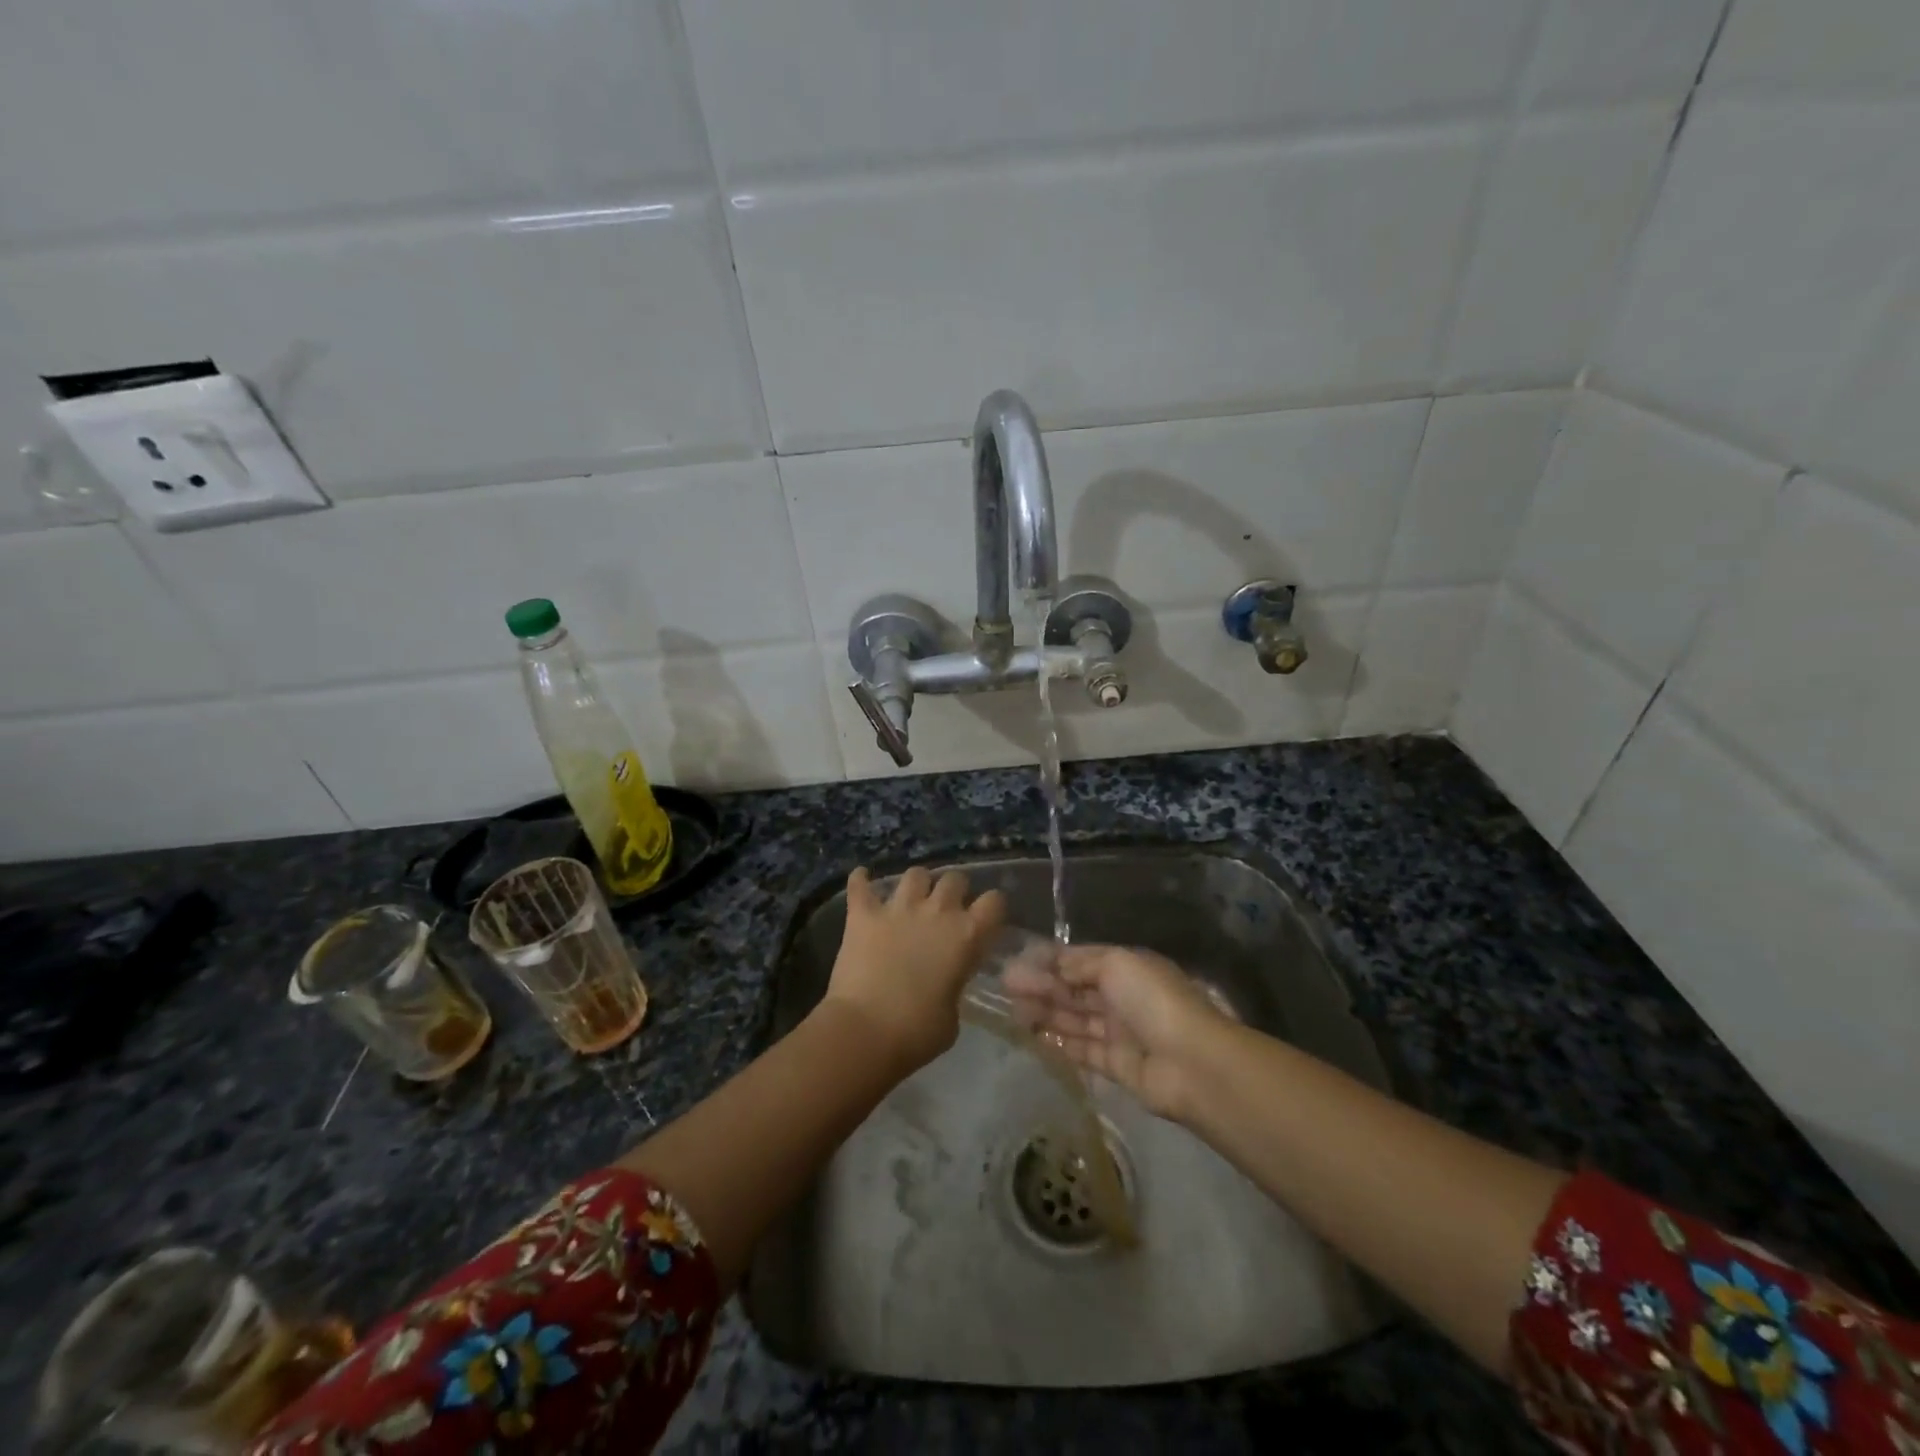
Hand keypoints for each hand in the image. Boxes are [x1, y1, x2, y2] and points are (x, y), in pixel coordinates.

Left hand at [823, 867, 1006, 1076]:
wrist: (865, 1031)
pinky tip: (861, 880)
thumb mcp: (952, 1015)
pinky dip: (861, 881)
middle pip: (954, 879)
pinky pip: (860, 884)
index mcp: (966, 935)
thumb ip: (954, 987)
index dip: (991, 908)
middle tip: (946, 910)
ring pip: (915, 874)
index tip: (985, 919)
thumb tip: (944, 983)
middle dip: (954, 890)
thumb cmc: (917, 1032)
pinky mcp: (863, 914)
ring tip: (911, 898)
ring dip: (916, 884)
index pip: (994, 901)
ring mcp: (898, 908)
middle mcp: (937, 912)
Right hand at [1004, 944, 1229, 1121]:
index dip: (1050, 960)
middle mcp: (1122, 997)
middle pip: (1075, 989)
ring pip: (1075, 1019)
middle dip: (1042, 986)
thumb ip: (1080, 964)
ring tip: (1013, 1011)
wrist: (1192, 1063)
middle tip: (1006, 987)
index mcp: (1126, 967)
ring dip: (1045, 1013)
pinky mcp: (1116, 1065)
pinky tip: (1033, 1036)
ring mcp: (1120, 1032)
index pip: (1081, 959)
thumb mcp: (1116, 964)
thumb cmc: (1152, 1000)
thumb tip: (1051, 965)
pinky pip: (1082, 1050)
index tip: (1017, 961)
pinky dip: (1059, 1042)